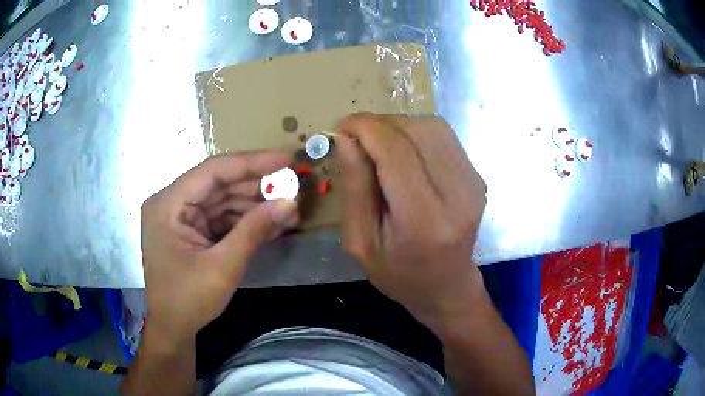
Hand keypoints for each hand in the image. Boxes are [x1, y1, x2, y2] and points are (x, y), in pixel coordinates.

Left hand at [140, 152, 298, 345]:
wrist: (173, 329)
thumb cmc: (188, 300)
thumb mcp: (222, 267)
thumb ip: (254, 231)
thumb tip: (290, 203)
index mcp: (168, 204)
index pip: (212, 171)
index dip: (251, 163)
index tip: (286, 160)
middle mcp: (172, 203)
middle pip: (219, 184)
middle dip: (257, 187)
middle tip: (293, 187)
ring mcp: (181, 217)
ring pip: (223, 200)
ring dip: (255, 205)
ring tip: (289, 208)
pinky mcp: (191, 230)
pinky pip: (221, 218)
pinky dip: (246, 221)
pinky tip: (272, 223)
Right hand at [336, 114, 487, 332]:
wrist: (447, 286)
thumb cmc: (398, 273)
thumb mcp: (361, 241)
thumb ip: (355, 187)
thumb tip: (347, 139)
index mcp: (424, 220)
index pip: (396, 151)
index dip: (366, 128)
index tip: (342, 127)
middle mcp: (458, 195)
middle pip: (417, 131)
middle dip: (380, 125)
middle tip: (358, 139)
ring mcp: (473, 184)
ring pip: (433, 127)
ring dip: (399, 126)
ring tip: (379, 145)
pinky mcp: (478, 177)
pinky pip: (444, 137)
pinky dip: (417, 135)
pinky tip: (404, 154)